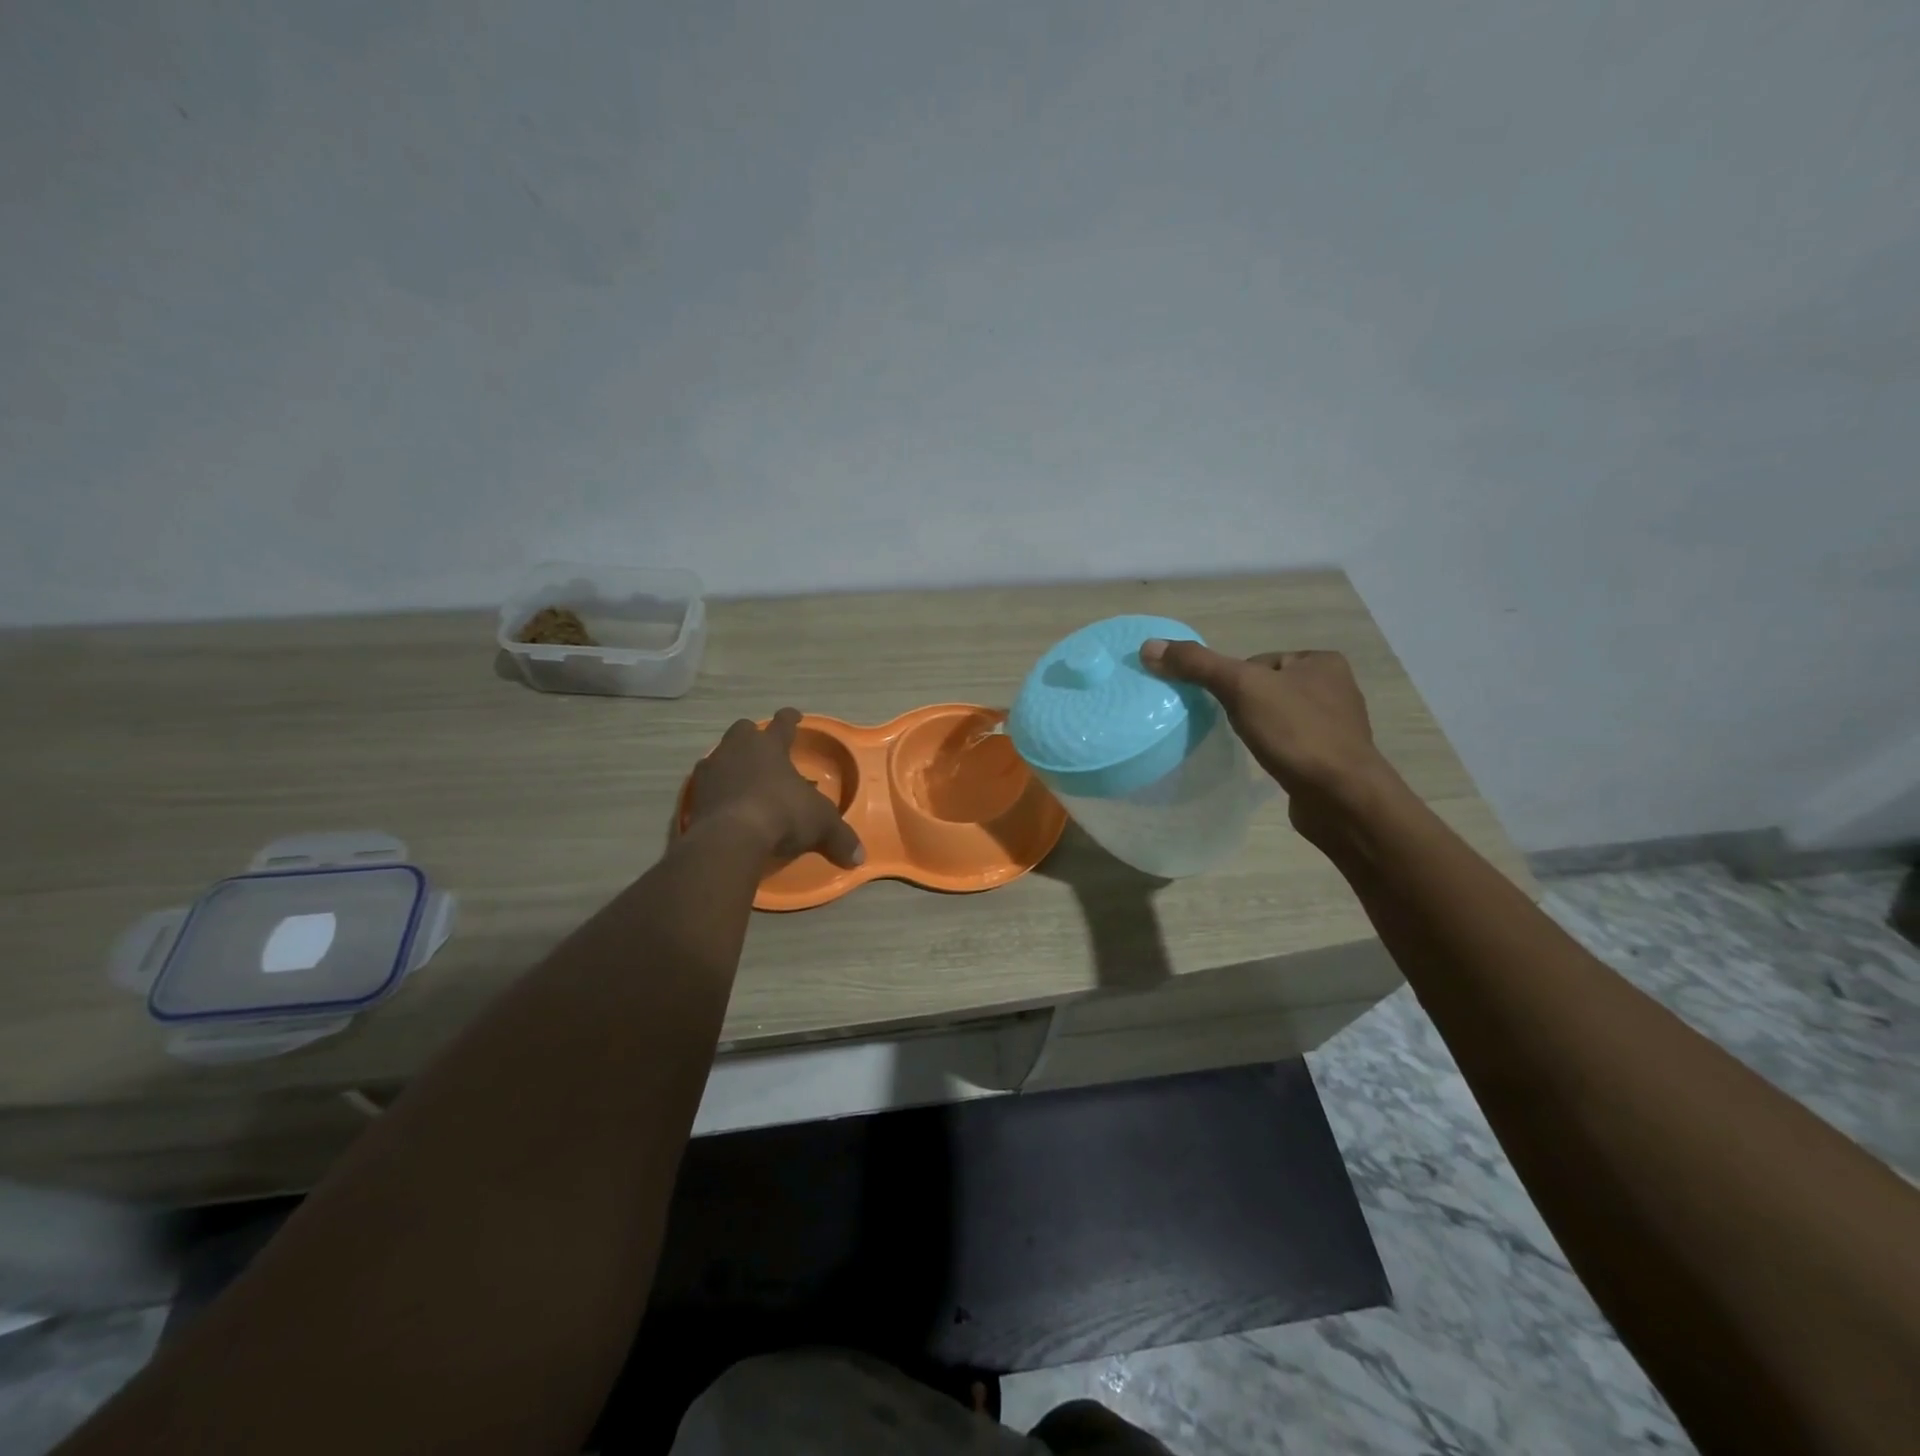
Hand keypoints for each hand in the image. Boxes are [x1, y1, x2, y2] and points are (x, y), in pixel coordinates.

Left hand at [685, 709, 864, 867]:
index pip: (783, 723)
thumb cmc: (781, 814)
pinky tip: (727, 806)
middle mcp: (737, 750)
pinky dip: (718, 793)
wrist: (729, 838)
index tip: (794, 716)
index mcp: (769, 746)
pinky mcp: (694, 797)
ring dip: (732, 764)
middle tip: (764, 751)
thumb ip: (840, 838)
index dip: (791, 719)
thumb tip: (859, 857)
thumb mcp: (821, 825)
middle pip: (743, 731)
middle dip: (753, 737)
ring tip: (745, 781)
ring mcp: (711, 771)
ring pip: (720, 756)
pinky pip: (707, 787)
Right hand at [1140, 640, 1395, 840]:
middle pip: (1265, 688)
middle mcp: (1335, 688)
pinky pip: (1290, 744)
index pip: (1257, 662)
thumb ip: (1197, 665)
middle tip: (1230, 727)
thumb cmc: (1296, 733)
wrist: (1343, 798)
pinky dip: (1274, 751)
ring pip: (1277, 717)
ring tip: (1248, 746)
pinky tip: (1267, 763)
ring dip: (1259, 729)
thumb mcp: (1241, 688)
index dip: (1232, 682)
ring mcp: (1336, 726)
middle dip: (1244, 706)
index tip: (1225, 706)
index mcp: (1321, 661)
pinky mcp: (1331, 759)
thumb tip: (1149, 647)